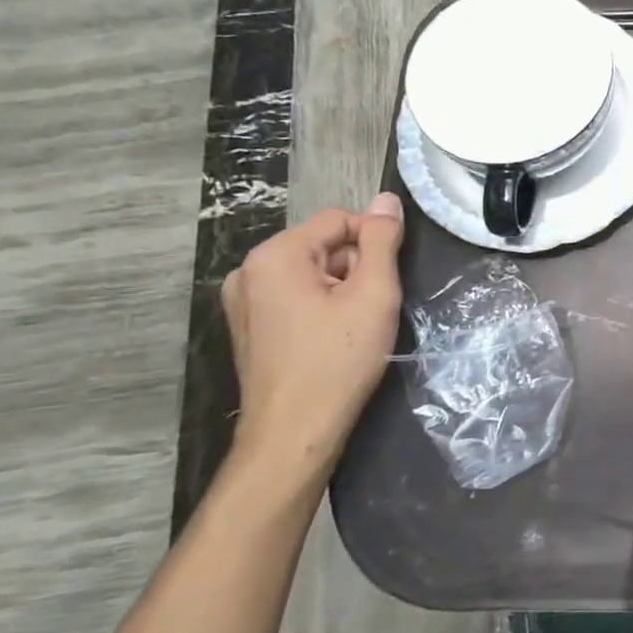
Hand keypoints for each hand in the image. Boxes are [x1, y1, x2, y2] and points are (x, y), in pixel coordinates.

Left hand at [222, 193, 405, 492]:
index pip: (340, 220)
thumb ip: (382, 241)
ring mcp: (243, 302)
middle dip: (355, 269)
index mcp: (275, 255)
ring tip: (355, 328)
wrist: (295, 433)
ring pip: (312, 274)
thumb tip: (387, 199)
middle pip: (323, 246)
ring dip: (341, 290)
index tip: (389, 280)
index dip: (374, 243)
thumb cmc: (338, 361)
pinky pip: (294, 298)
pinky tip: (333, 340)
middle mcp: (249, 271)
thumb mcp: (373, 294)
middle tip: (373, 308)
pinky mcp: (248, 328)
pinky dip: (320, 309)